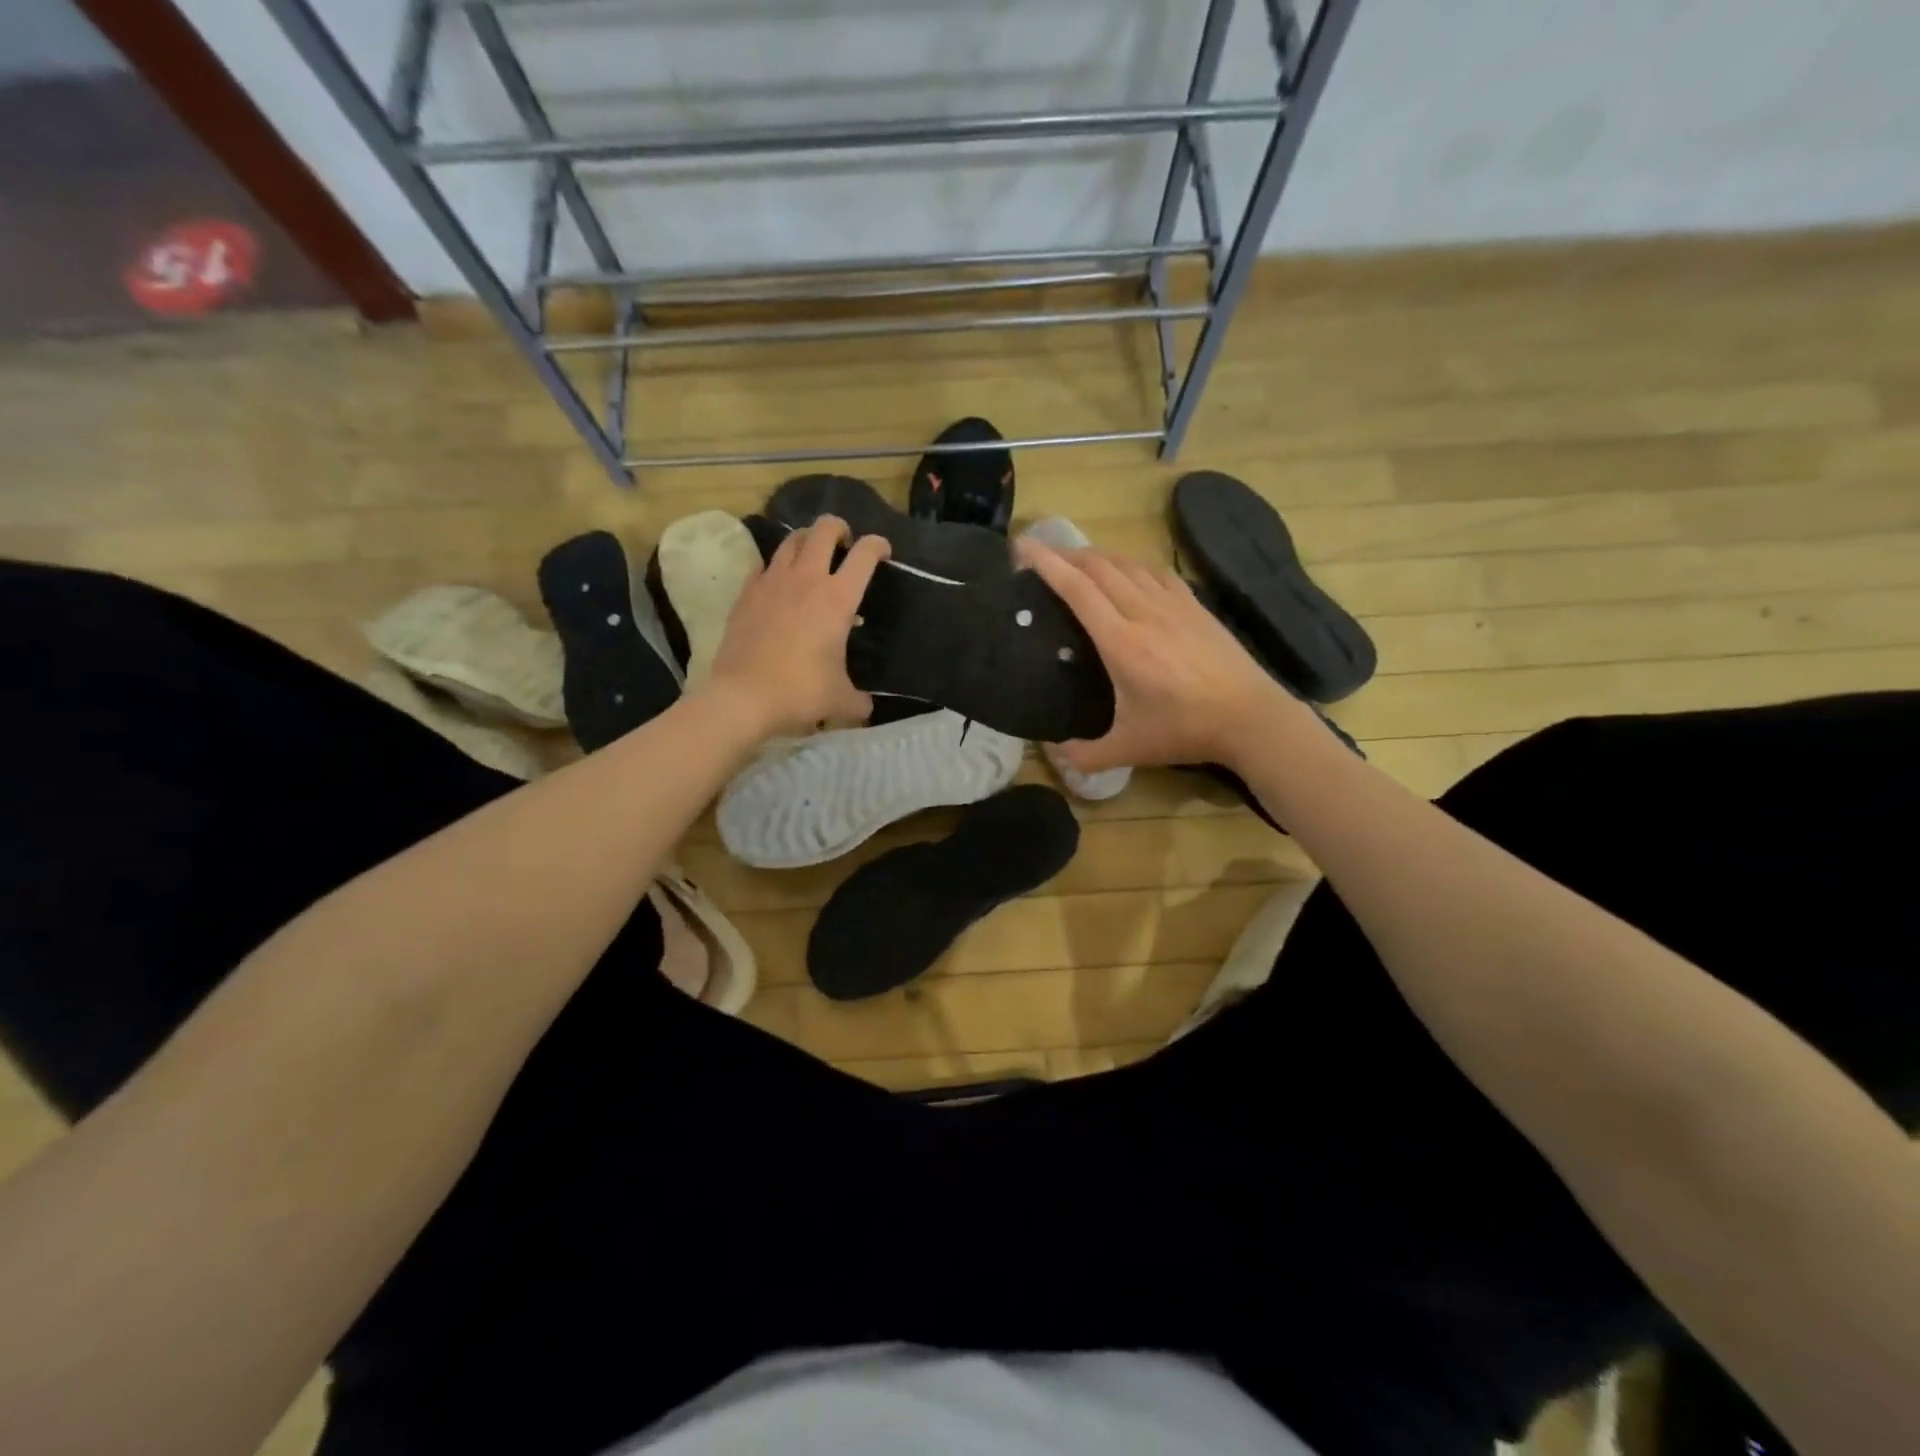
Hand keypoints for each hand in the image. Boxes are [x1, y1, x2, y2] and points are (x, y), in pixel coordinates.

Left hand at [703, 515, 889, 737]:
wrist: (742, 697)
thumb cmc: (800, 693)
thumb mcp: (841, 701)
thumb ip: (859, 701)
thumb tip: (865, 707)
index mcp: (837, 599)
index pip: (864, 554)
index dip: (878, 546)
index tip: (883, 553)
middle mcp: (806, 579)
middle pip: (824, 530)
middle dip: (839, 528)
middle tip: (845, 544)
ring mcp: (771, 582)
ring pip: (791, 540)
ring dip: (807, 540)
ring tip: (812, 555)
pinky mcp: (746, 593)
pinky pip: (764, 565)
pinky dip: (776, 566)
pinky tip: (779, 584)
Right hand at [1019, 539, 1295, 771]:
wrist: (1249, 716)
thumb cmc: (1185, 729)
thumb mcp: (1130, 749)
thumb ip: (1087, 755)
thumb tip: (1057, 756)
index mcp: (1120, 642)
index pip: (1077, 589)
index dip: (1047, 564)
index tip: (1023, 547)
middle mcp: (1143, 612)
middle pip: (1098, 567)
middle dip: (1065, 554)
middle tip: (1040, 553)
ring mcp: (1172, 605)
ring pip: (1127, 564)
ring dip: (1097, 556)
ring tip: (1076, 559)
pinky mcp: (1194, 606)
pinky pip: (1156, 572)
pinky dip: (1131, 564)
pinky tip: (1127, 571)